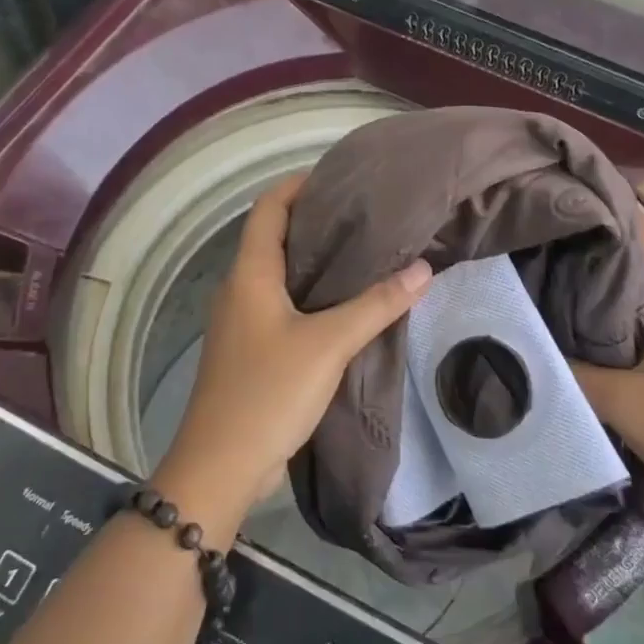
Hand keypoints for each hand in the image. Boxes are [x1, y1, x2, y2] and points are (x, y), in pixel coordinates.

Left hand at [156, 175, 432, 534]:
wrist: (221, 466)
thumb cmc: (268, 392)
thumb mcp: (328, 344)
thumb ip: (376, 305)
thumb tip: (422, 268)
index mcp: (249, 273)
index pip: (268, 208)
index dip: (298, 185)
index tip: (339, 177)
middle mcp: (240, 288)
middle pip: (274, 237)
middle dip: (315, 221)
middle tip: (365, 215)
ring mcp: (242, 321)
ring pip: (279, 273)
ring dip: (314, 260)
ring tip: (364, 252)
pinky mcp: (250, 349)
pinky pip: (281, 305)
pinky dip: (311, 294)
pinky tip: (345, 304)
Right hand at [572, 206, 643, 527]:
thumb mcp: (625, 403)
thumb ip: (572, 373)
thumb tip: (527, 347)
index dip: (614, 206)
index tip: (571, 194)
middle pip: (642, 262)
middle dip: (598, 247)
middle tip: (545, 241)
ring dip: (607, 288)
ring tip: (555, 282)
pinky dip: (620, 322)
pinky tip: (588, 335)